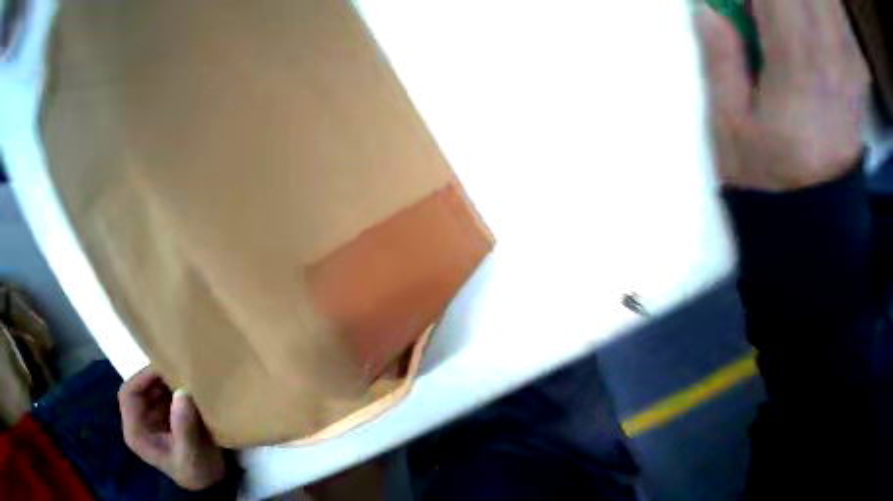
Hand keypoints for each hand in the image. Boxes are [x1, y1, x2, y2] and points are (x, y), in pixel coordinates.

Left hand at [119, 367, 225, 490]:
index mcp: (138, 429)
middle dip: (163, 374)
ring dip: (176, 378)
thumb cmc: (195, 467)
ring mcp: (160, 417)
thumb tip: (182, 392)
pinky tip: (203, 382)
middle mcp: (144, 420)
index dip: (145, 376)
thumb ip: (184, 425)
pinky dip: (186, 385)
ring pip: (160, 388)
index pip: (129, 393)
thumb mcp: (190, 450)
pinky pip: (175, 393)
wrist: (208, 479)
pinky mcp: (175, 415)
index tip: (172, 364)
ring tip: (198, 369)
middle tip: (190, 364)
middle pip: (144, 387)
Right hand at [698, 0, 869, 191]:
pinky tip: (785, 17)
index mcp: (797, 66)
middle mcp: (833, 51)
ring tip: (757, 13)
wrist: (809, 201)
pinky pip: (834, 15)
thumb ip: (723, 63)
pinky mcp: (855, 64)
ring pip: (824, 0)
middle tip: (738, 6)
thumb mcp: (727, 121)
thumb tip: (708, 13)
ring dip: (788, 0)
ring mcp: (849, 56)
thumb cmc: (758, 165)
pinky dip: (809, 6)